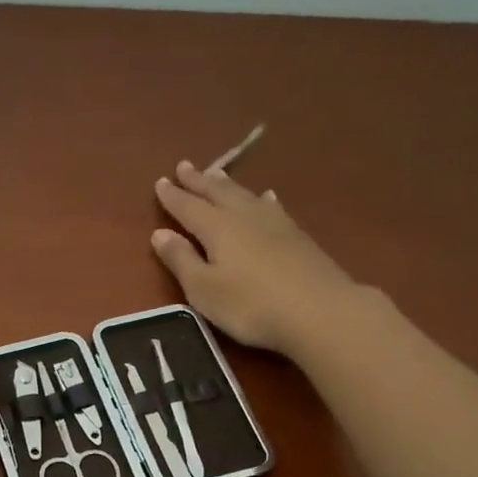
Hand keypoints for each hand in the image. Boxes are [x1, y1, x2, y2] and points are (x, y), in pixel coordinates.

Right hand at [152, 160, 358, 355]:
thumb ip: (181, 260)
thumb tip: (160, 233)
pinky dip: (261, 199)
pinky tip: (266, 197)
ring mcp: (275, 223)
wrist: (318, 310)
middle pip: (217, 193)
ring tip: (216, 174)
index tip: (160, 182)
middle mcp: (244, 216)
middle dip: (198, 181)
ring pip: (245, 195)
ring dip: (227, 185)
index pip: (188, 207)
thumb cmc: (250, 305)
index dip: (173, 196)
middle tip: (184, 166)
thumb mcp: (204, 289)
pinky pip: (271, 206)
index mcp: (217, 228)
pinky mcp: (297, 236)